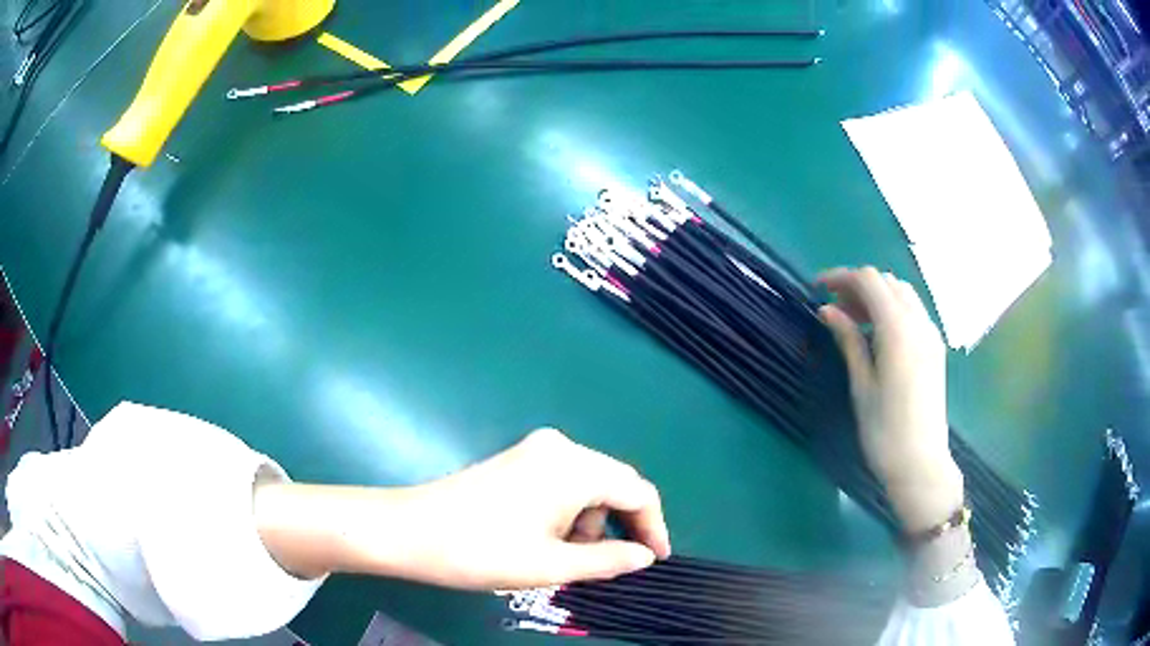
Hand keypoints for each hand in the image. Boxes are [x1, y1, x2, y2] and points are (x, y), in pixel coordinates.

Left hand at [256, 429, 670, 588]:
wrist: (411, 531)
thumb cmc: (483, 551)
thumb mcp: (552, 565)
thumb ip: (607, 560)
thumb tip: (644, 557)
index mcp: (574, 466)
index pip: (638, 491)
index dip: (653, 527)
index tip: (655, 561)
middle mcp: (560, 447)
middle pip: (614, 483)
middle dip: (624, 524)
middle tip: (620, 564)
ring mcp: (535, 450)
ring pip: (589, 484)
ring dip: (594, 520)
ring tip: (574, 557)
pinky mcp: (517, 460)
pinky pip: (564, 482)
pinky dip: (571, 510)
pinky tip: (552, 537)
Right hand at [817, 267, 963, 531]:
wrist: (921, 464)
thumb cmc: (884, 430)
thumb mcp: (861, 385)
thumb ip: (848, 340)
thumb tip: (827, 310)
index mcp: (899, 329)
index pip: (869, 280)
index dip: (841, 277)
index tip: (816, 289)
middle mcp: (919, 322)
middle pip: (887, 282)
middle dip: (858, 286)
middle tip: (833, 309)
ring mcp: (931, 334)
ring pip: (902, 294)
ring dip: (876, 296)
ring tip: (853, 321)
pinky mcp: (935, 348)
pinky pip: (913, 312)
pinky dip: (892, 310)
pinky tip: (878, 335)